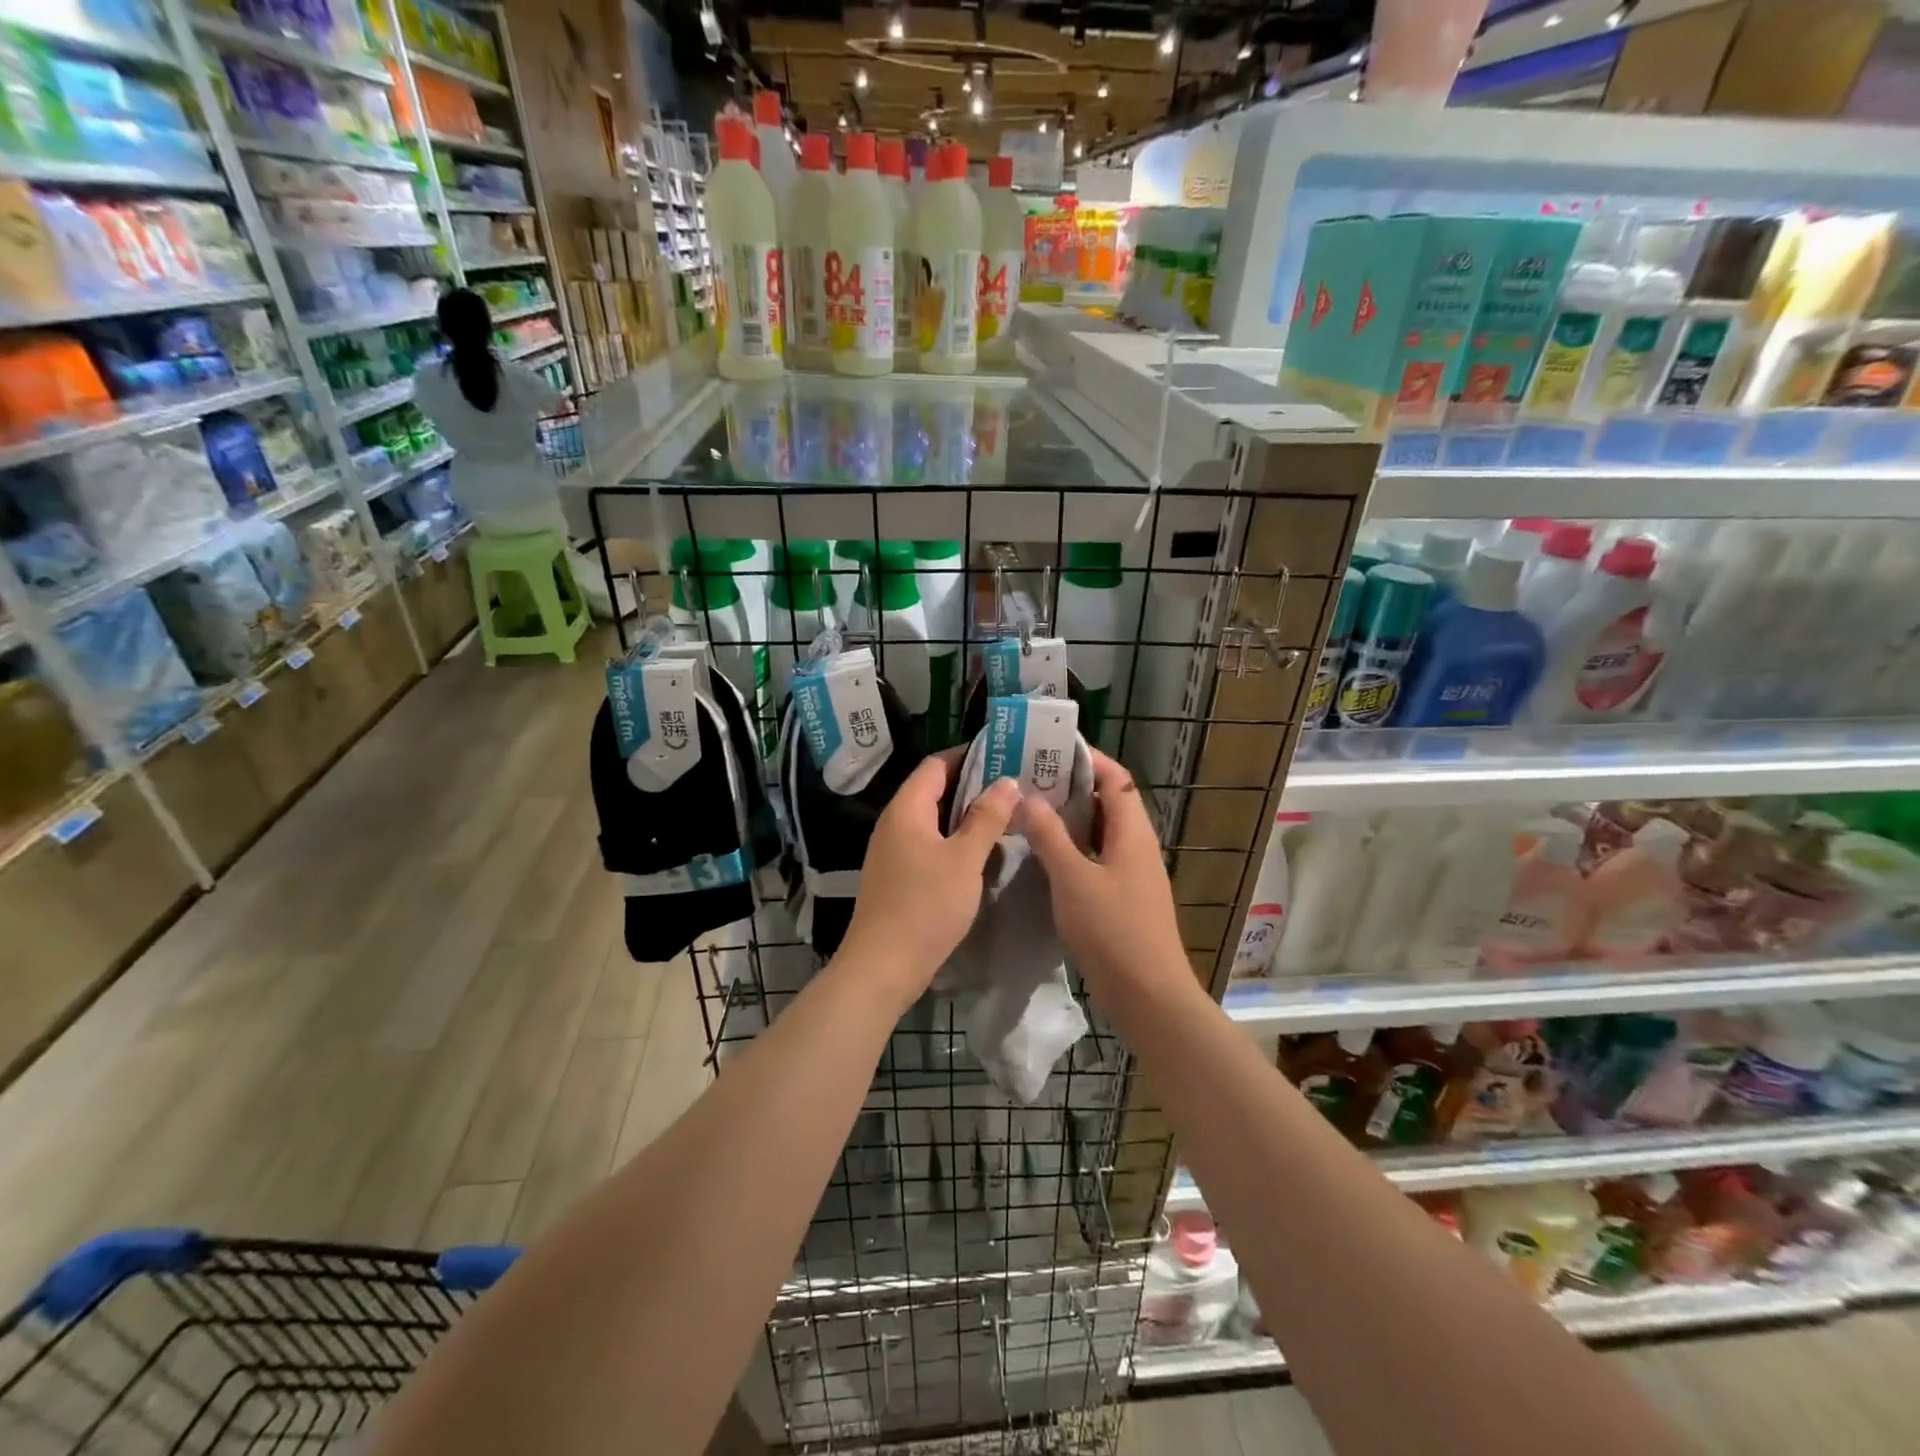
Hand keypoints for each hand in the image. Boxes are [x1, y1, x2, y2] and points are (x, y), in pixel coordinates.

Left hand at [836, 753, 1020, 1006]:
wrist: (882, 967)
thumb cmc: (926, 906)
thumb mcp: (965, 859)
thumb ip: (987, 817)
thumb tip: (1007, 781)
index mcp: (906, 809)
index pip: (937, 765)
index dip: (970, 756)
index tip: (1006, 755)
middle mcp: (895, 823)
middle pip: (935, 790)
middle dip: (974, 786)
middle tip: (1015, 786)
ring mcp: (894, 851)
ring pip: (934, 820)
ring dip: (967, 816)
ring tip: (1007, 815)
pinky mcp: (898, 876)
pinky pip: (930, 844)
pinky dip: (956, 840)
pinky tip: (983, 852)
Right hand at [1018, 750, 1188, 999]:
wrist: (1147, 995)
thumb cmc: (1113, 930)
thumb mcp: (1074, 878)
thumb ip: (1050, 836)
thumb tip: (1029, 797)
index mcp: (1133, 832)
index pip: (1116, 778)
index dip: (1089, 759)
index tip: (1051, 749)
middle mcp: (1137, 846)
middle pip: (1108, 803)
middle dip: (1072, 787)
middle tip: (1029, 779)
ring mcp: (1132, 874)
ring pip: (1100, 833)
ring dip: (1070, 819)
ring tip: (1029, 810)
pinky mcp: (1122, 899)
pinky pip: (1096, 859)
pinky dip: (1072, 849)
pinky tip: (1042, 856)